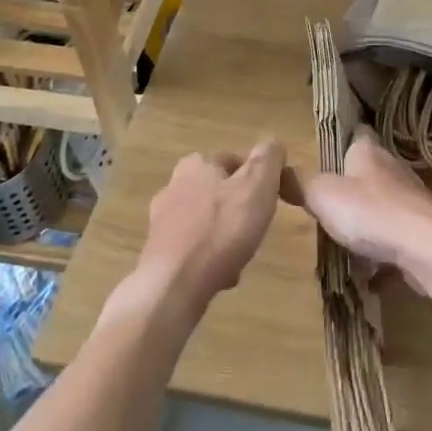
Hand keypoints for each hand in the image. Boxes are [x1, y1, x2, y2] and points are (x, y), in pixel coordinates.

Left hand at [127, 142, 285, 321]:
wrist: (174, 287)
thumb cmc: (221, 230)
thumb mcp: (257, 186)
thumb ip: (268, 159)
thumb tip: (273, 144)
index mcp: (197, 164)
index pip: (235, 161)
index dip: (257, 179)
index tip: (269, 201)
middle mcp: (174, 186)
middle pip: (220, 193)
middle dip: (239, 210)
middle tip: (256, 229)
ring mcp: (162, 221)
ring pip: (207, 222)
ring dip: (224, 236)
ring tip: (240, 256)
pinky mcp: (157, 252)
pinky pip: (194, 249)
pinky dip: (208, 258)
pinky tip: (220, 275)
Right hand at [294, 129, 431, 295]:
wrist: (428, 247)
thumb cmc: (370, 212)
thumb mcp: (322, 195)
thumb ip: (300, 184)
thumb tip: (277, 170)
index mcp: (368, 152)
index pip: (356, 135)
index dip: (343, 141)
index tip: (327, 154)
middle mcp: (393, 170)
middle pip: (371, 173)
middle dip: (352, 189)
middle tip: (328, 207)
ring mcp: (412, 201)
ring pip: (385, 208)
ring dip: (369, 225)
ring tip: (346, 245)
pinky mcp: (424, 232)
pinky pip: (398, 242)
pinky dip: (384, 258)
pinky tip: (371, 278)